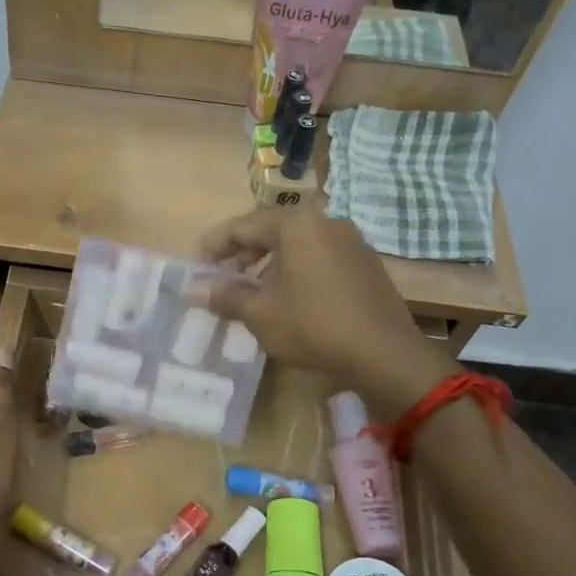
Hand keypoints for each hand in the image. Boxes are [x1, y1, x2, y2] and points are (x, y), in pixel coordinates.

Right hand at [195, 208, 452, 417]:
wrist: (385, 353)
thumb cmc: (313, 325)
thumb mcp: (260, 313)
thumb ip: (225, 295)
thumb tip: (191, 289)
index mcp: (297, 225)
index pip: (243, 226)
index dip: (214, 246)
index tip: (196, 267)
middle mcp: (325, 222)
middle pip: (271, 231)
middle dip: (241, 255)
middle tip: (220, 279)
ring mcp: (351, 241)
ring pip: (296, 245)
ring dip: (268, 264)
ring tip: (251, 291)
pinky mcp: (365, 263)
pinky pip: (319, 258)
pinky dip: (295, 271)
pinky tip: (287, 299)